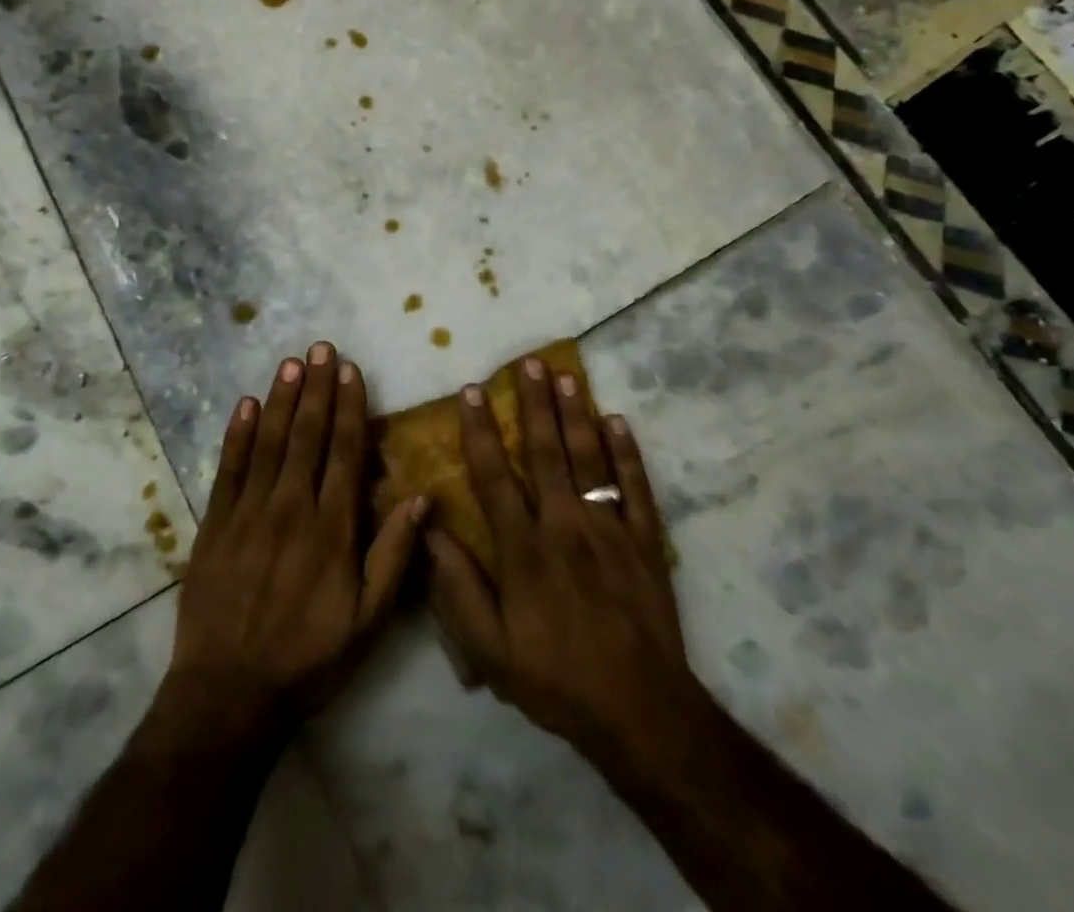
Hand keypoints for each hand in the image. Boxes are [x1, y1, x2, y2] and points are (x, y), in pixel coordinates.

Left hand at [158, 342, 426, 742]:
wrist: (228, 694)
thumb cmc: (307, 658)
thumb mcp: (368, 620)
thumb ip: (394, 555)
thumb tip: (423, 497)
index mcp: (332, 528)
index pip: (344, 452)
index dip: (349, 408)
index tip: (351, 371)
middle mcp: (291, 508)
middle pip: (307, 435)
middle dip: (316, 388)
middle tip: (321, 347)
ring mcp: (248, 513)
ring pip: (269, 442)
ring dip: (281, 399)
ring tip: (292, 362)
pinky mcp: (214, 524)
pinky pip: (228, 469)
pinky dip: (237, 434)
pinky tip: (245, 404)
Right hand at [426, 358, 697, 778]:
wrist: (640, 711)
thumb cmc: (556, 679)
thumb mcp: (490, 649)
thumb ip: (457, 588)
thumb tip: (428, 528)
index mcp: (525, 549)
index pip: (495, 476)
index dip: (480, 431)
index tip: (472, 392)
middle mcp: (565, 526)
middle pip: (547, 452)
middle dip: (535, 404)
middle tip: (528, 362)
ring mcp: (610, 529)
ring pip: (590, 459)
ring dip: (577, 414)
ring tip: (567, 375)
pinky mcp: (645, 541)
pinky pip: (635, 488)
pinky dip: (627, 453)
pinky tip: (618, 421)